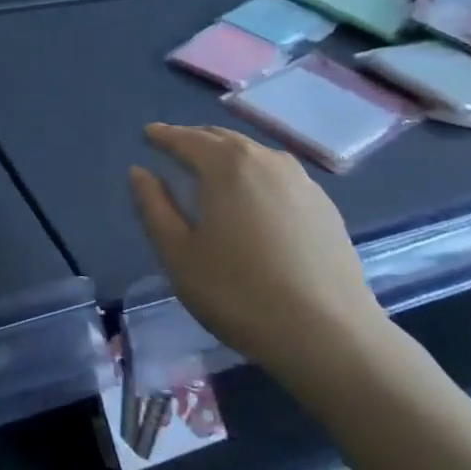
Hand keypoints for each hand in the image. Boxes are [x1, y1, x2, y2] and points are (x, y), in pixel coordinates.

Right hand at [129, 124, 390, 396]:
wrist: (330, 335)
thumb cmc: (239, 293)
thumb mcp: (179, 254)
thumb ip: (154, 207)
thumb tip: (140, 172)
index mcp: (226, 165)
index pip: (186, 139)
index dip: (163, 136)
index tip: (148, 134)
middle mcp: (265, 160)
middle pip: (223, 138)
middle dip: (196, 139)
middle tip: (175, 148)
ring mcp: (302, 181)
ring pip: (254, 154)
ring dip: (228, 154)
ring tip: (212, 170)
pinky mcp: (325, 206)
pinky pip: (279, 175)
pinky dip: (256, 174)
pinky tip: (255, 198)